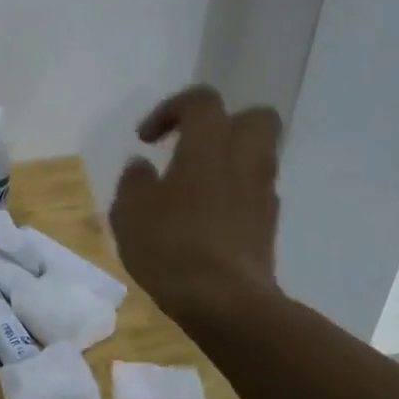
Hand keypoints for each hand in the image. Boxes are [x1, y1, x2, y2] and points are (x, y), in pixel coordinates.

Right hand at [110, 85, 282, 319]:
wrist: (222, 298)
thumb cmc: (169, 245)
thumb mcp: (129, 211)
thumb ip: (134, 181)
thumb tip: (143, 166)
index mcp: (209, 145)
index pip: (200, 101)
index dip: (171, 110)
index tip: (146, 138)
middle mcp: (244, 158)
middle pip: (253, 117)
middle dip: (222, 125)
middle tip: (188, 147)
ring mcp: (262, 191)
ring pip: (257, 155)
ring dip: (227, 161)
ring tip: (191, 187)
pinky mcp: (268, 222)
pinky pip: (253, 190)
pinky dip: (232, 193)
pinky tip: (203, 219)